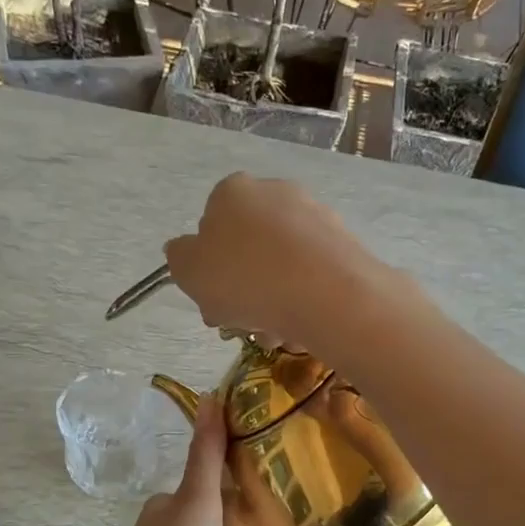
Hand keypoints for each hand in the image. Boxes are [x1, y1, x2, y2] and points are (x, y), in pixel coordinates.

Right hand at [164, 174, 389, 352]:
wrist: (325, 292)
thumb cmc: (244, 278)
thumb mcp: (189, 271)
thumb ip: (180, 258)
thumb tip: (184, 250)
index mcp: (232, 192)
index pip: (211, 227)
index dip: (208, 269)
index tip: (212, 302)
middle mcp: (275, 193)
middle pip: (248, 250)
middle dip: (242, 290)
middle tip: (241, 322)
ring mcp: (314, 216)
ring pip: (281, 267)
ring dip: (272, 302)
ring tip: (274, 333)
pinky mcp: (344, 243)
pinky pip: (312, 277)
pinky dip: (303, 301)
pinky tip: (301, 327)